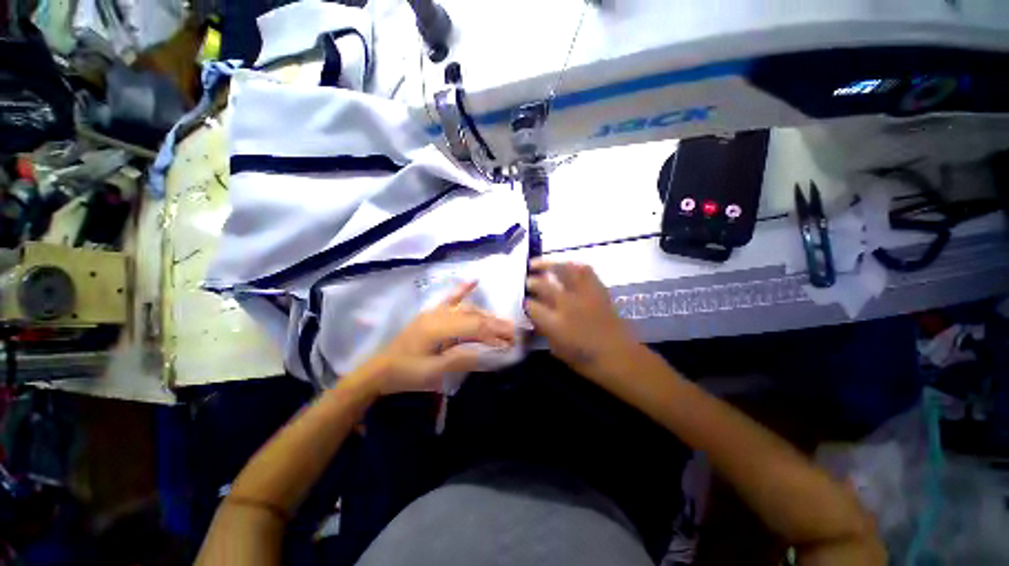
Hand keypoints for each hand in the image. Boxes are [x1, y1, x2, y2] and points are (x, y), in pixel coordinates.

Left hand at [362, 281, 514, 394]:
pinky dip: (463, 289)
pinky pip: (450, 298)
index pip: (475, 328)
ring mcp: (435, 312)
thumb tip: (489, 351)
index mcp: (438, 329)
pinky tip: (474, 281)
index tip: (511, 343)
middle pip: (474, 316)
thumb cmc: (407, 373)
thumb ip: (461, 359)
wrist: (380, 369)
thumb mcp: (434, 372)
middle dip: (496, 324)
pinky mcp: (432, 313)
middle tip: (514, 333)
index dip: (495, 335)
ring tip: (502, 323)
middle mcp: (439, 315)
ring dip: (486, 314)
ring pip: (467, 308)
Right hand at [525, 259, 641, 380]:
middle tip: (526, 281)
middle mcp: (567, 304)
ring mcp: (584, 294)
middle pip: (542, 285)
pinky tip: (565, 266)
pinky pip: (585, 270)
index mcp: (555, 324)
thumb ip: (544, 330)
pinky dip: (572, 266)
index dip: (524, 302)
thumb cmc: (587, 361)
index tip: (522, 301)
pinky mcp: (598, 290)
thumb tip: (536, 317)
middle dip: (531, 281)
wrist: (620, 357)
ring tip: (538, 264)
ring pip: (563, 270)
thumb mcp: (557, 350)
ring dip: (548, 265)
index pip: (531, 306)